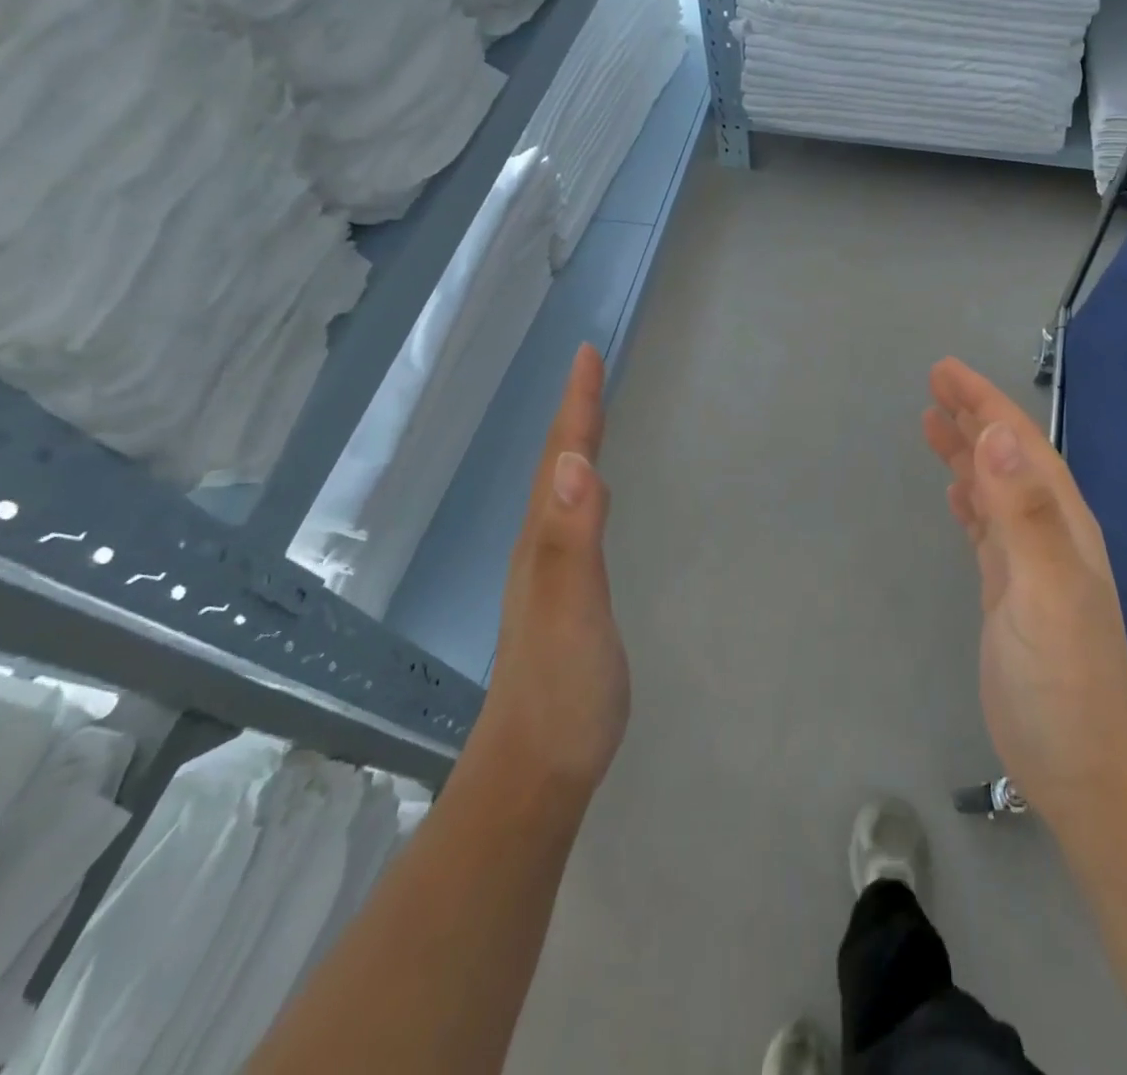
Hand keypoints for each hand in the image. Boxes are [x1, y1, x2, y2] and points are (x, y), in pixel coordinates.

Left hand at [472, 344, 628, 803]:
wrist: (535, 773)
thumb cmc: (561, 691)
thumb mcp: (571, 611)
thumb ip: (573, 539)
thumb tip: (578, 461)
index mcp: (544, 540)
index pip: (563, 457)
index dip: (577, 405)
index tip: (587, 353)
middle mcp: (540, 547)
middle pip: (557, 464)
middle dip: (574, 412)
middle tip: (590, 370)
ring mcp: (548, 575)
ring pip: (561, 491)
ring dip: (575, 445)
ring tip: (591, 415)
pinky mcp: (564, 598)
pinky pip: (574, 520)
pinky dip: (583, 487)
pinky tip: (591, 495)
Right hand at [923, 359, 1126, 820]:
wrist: (1084, 767)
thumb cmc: (1066, 680)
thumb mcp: (1047, 590)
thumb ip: (1024, 513)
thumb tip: (997, 435)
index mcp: (1060, 521)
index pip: (1020, 444)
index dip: (985, 403)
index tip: (945, 372)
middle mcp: (1047, 533)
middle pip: (1007, 458)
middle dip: (974, 416)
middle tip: (934, 385)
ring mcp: (1029, 565)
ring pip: (994, 490)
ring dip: (968, 453)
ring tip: (935, 425)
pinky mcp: (1009, 593)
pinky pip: (986, 528)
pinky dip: (970, 500)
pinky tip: (956, 493)